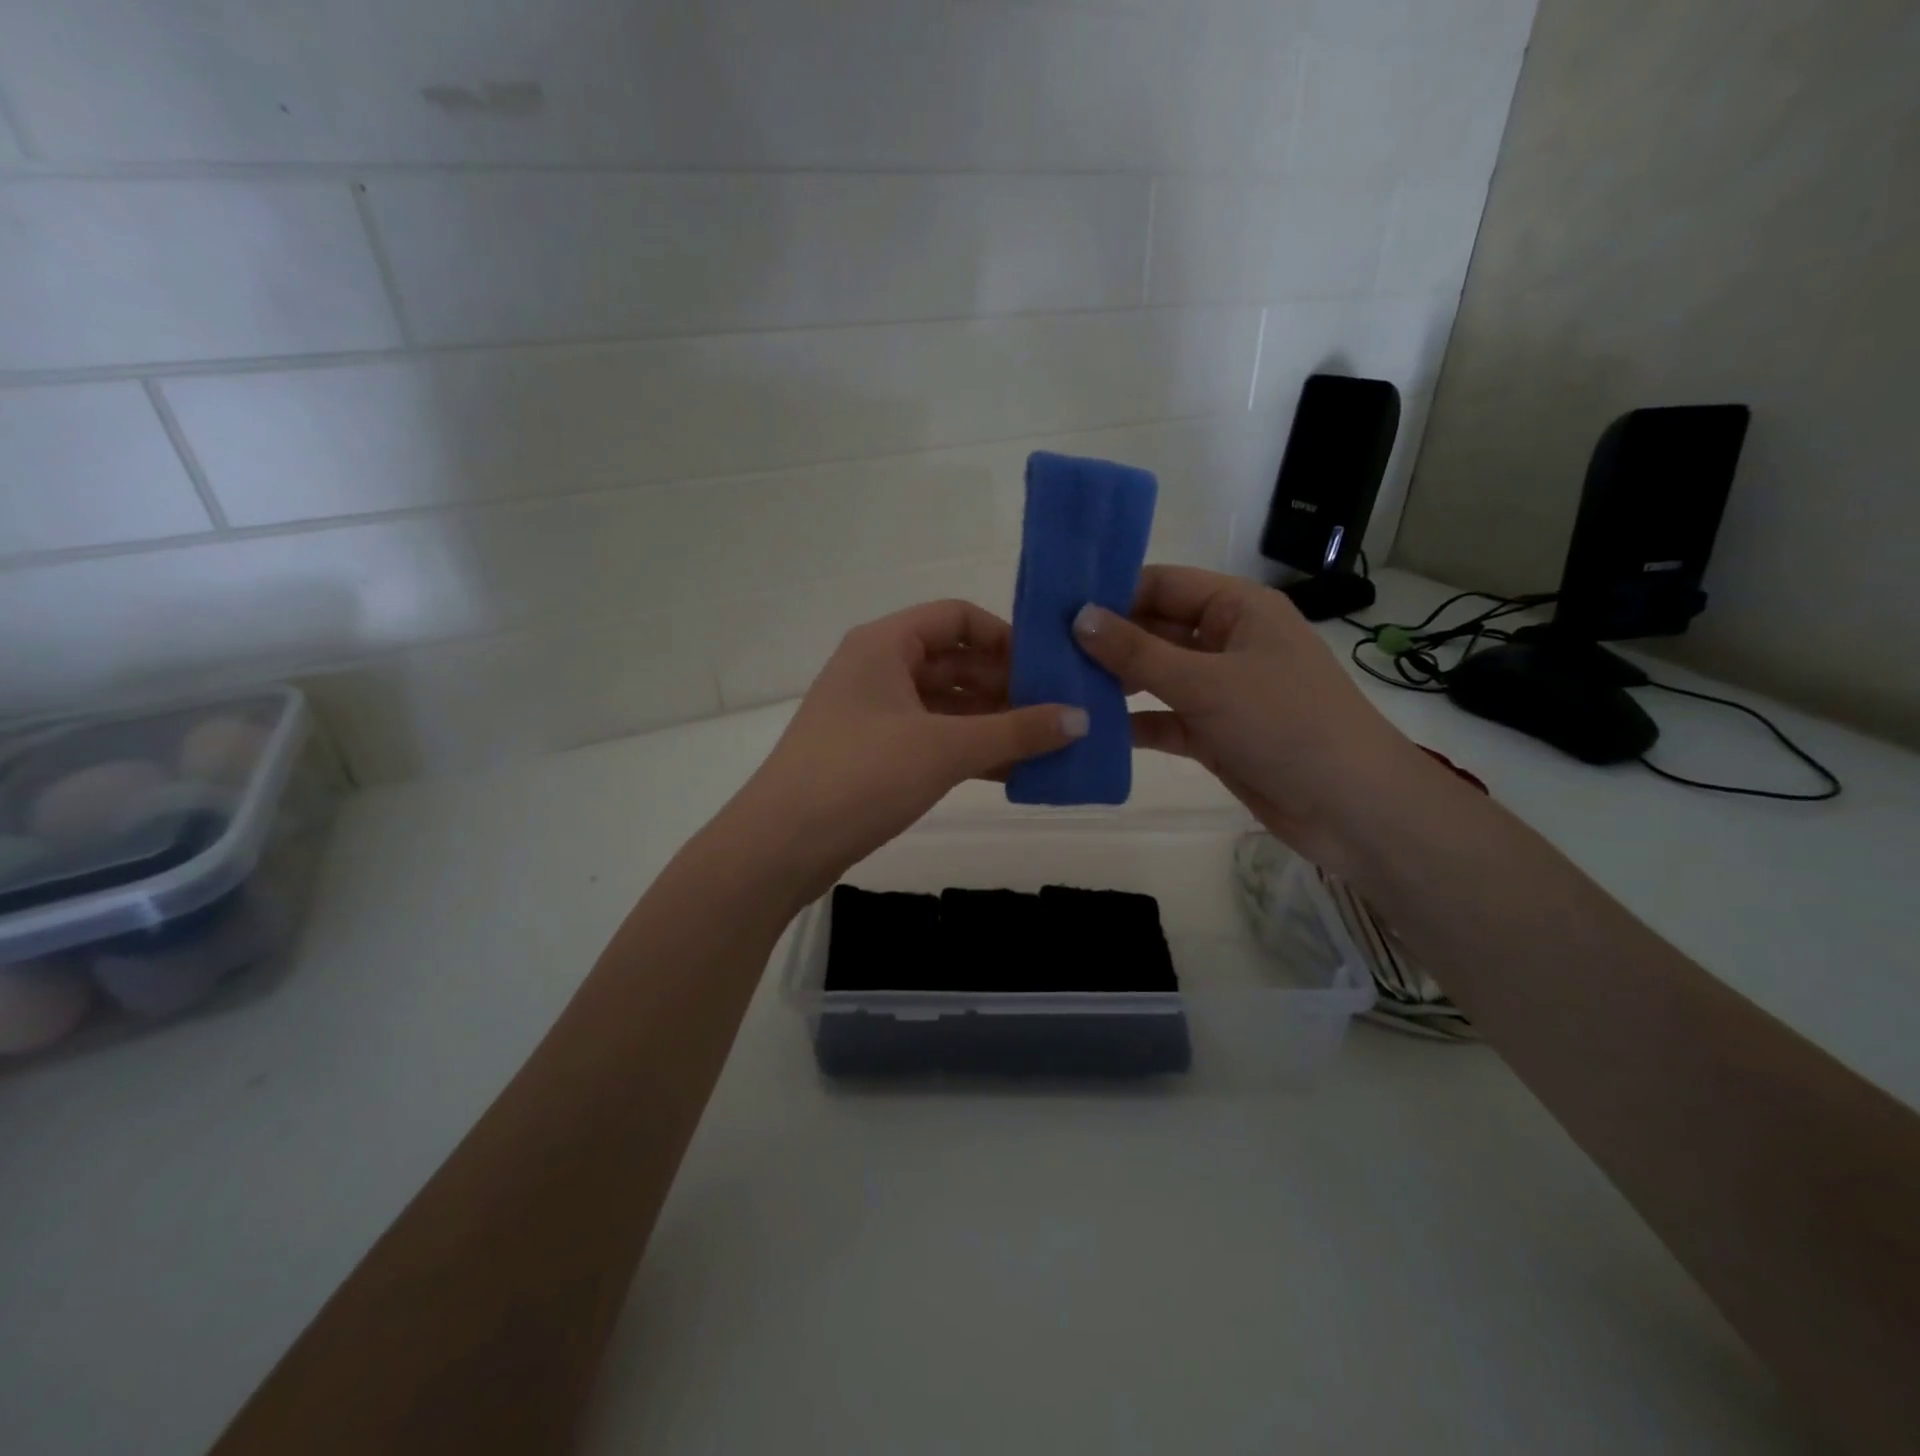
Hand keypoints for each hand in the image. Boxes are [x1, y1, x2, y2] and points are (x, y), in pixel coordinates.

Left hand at [723, 599, 1085, 899]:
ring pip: (945, 705)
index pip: (957, 617)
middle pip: (954, 662)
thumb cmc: (861, 776)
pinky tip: (1011, 772)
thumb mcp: (945, 749)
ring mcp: (872, 713)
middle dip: (1006, 685)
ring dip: (992, 723)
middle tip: (1060, 710)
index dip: (1006, 636)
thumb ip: (1016, 732)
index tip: (1050, 667)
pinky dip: (968, 750)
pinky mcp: (872, 754)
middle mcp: (877, 669)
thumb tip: (1082, 719)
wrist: (780, 846)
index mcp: (885, 644)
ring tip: (1047, 743)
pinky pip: (931, 738)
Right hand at [1072, 566, 1427, 869]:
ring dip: (1114, 683)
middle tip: (1043, 650)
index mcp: (1238, 609)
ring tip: (1056, 687)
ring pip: (1156, 677)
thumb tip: (1078, 616)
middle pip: (1155, 630)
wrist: (1351, 808)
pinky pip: (1163, 719)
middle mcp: (1227, 642)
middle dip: (1106, 641)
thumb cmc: (1286, 724)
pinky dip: (1133, 724)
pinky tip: (1088, 730)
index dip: (1113, 592)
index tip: (1055, 606)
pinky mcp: (1214, 733)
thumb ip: (1138, 652)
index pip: (1164, 585)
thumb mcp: (1207, 682)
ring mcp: (1220, 690)